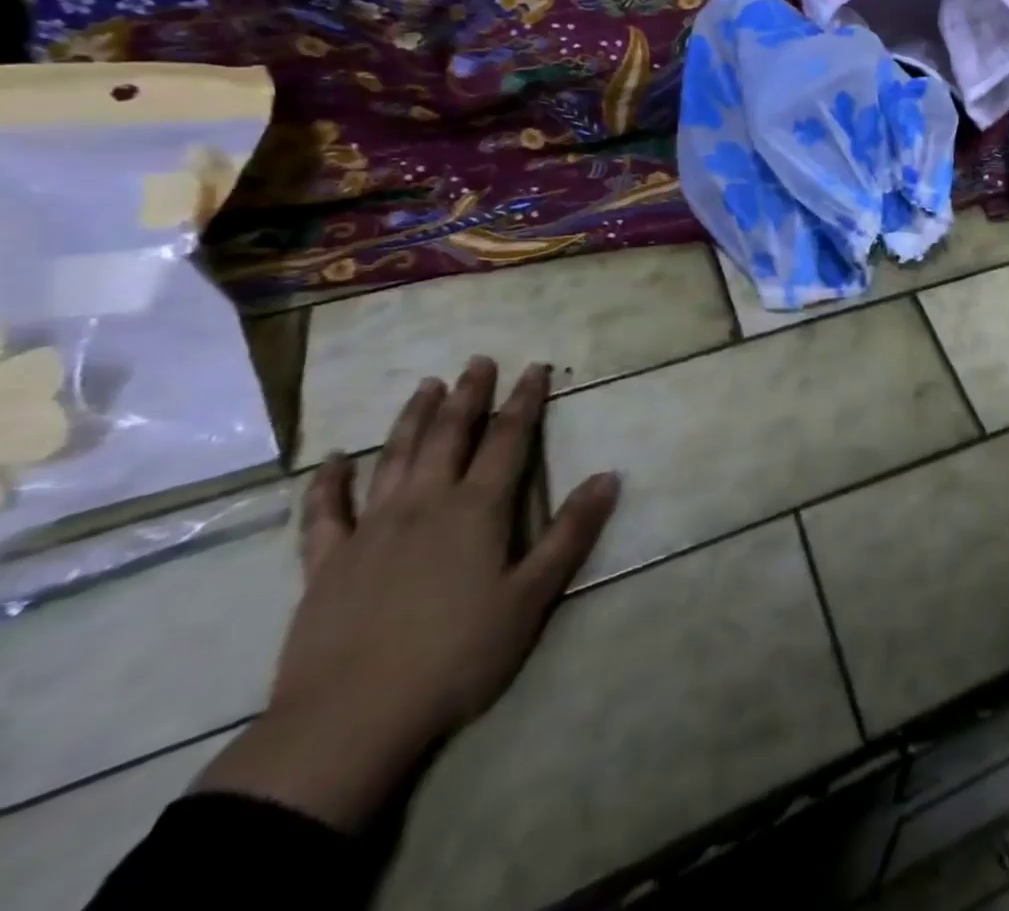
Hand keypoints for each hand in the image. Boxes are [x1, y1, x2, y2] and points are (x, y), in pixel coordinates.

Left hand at [195, 358, 619, 829]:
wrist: (349, 722)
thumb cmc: (457, 656)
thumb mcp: (532, 596)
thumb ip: (570, 532)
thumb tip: (609, 476)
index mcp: (476, 510)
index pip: (508, 439)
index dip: (524, 401)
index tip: (535, 368)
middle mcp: (424, 504)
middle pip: (449, 436)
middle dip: (468, 396)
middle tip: (478, 361)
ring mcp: (370, 530)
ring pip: (394, 458)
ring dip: (412, 419)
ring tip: (426, 387)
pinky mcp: (325, 564)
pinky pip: (324, 513)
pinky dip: (328, 483)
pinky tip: (333, 461)